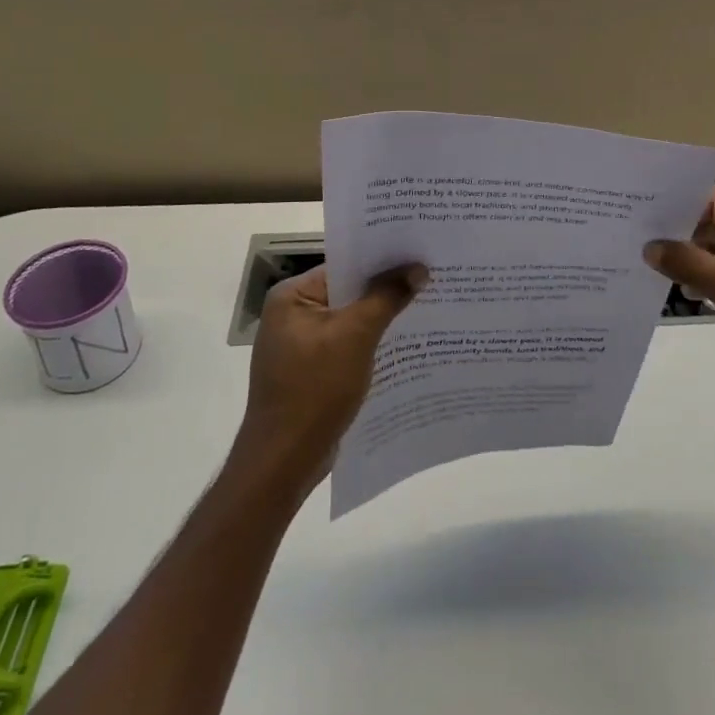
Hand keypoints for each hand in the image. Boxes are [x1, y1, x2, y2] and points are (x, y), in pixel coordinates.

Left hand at [233, 263, 425, 488]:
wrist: (284, 461)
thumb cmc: (315, 389)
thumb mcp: (355, 336)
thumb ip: (386, 297)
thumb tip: (418, 268)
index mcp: (292, 296)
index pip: (344, 265)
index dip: (382, 259)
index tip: (419, 253)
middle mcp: (292, 314)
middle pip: (349, 291)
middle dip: (387, 288)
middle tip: (430, 276)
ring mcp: (301, 345)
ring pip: (351, 319)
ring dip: (383, 317)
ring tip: (427, 305)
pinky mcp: (312, 371)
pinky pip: (348, 345)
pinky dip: (372, 342)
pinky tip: (405, 343)